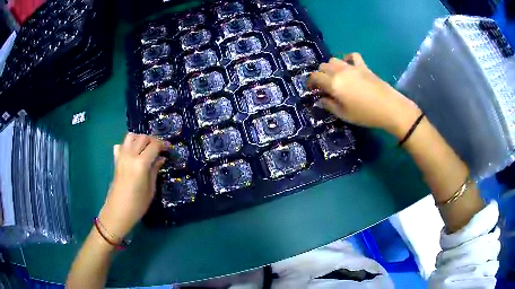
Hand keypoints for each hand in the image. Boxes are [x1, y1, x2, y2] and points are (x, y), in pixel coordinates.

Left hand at [98, 133, 167, 239]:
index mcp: (141, 164)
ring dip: (139, 139)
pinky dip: (127, 145)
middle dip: (152, 140)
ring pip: (130, 137)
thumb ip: (155, 170)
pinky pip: (121, 145)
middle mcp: (130, 156)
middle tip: (159, 149)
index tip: (169, 148)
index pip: (154, 145)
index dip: (163, 144)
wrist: (118, 211)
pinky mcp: (115, 161)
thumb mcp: (151, 189)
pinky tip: (132, 154)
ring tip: (146, 148)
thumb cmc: (137, 204)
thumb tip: (161, 158)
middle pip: (142, 137)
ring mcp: (121, 157)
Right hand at [308, 53, 420, 137]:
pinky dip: (348, 59)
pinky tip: (349, 66)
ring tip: (335, 77)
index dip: (310, 82)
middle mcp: (340, 72)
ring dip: (331, 67)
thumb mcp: (344, 114)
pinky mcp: (363, 66)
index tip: (310, 89)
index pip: (315, 77)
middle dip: (320, 74)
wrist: (389, 107)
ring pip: (334, 59)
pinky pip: (352, 56)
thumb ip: (330, 105)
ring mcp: (352, 67)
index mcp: (333, 84)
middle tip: (324, 86)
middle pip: (323, 66)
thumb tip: (321, 99)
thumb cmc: (365, 114)